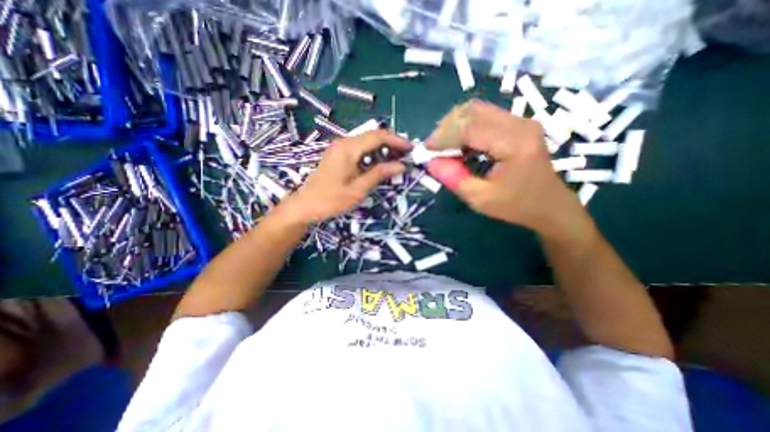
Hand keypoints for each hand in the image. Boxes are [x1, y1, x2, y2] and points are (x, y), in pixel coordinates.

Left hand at [276, 129, 407, 224]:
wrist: (305, 205)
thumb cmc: (331, 200)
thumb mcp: (359, 189)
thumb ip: (379, 174)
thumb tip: (401, 166)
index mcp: (348, 149)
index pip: (378, 136)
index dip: (397, 141)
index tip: (411, 149)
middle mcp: (344, 143)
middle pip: (373, 136)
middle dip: (391, 144)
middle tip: (406, 157)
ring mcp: (339, 148)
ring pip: (367, 142)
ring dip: (383, 149)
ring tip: (396, 161)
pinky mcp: (338, 155)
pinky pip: (359, 149)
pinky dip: (373, 154)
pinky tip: (380, 164)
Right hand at [427, 98, 590, 237]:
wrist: (549, 205)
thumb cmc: (516, 206)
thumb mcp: (480, 199)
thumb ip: (454, 178)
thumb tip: (431, 162)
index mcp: (514, 144)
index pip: (469, 127)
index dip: (443, 137)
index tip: (427, 152)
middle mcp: (520, 124)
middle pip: (472, 111)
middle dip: (446, 128)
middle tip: (435, 149)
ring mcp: (521, 121)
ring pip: (477, 109)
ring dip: (455, 125)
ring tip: (446, 147)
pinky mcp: (518, 124)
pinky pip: (484, 116)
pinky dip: (466, 126)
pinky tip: (461, 144)